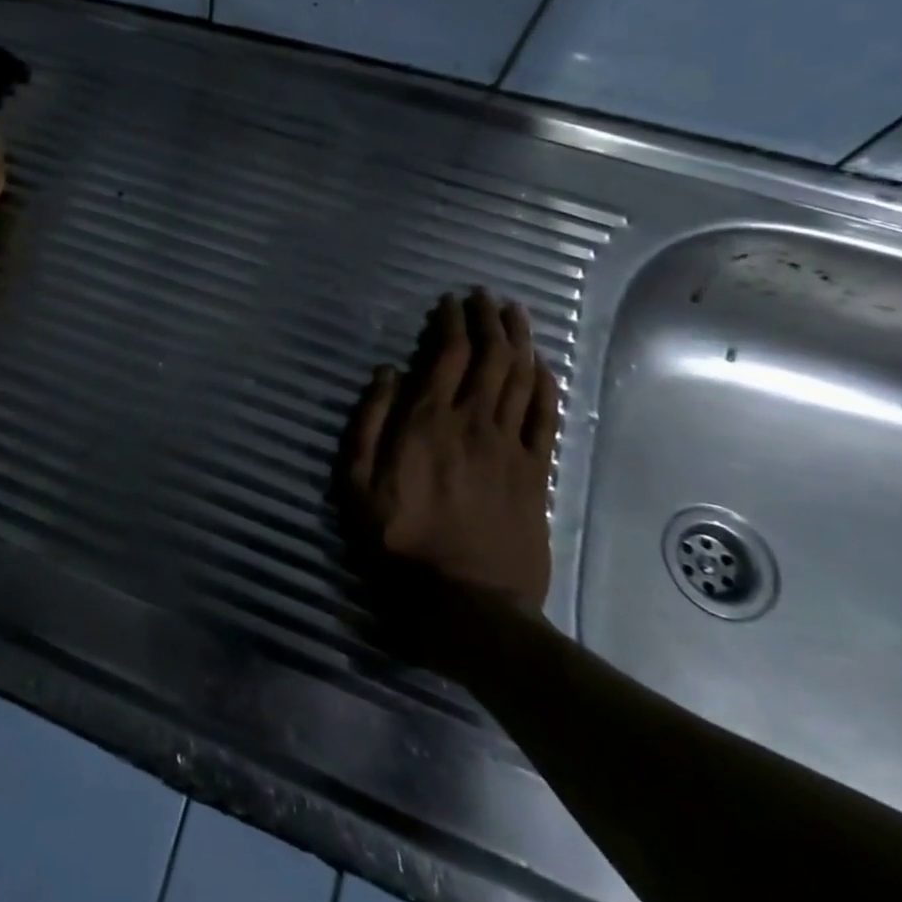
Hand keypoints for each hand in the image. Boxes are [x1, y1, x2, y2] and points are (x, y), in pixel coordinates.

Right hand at [341, 288, 559, 613]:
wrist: (466, 604)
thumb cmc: (398, 543)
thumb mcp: (355, 485)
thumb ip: (368, 423)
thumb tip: (385, 372)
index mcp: (427, 421)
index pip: (446, 354)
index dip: (451, 322)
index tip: (450, 302)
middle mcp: (473, 422)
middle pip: (490, 357)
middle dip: (489, 320)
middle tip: (486, 297)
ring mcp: (510, 446)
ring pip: (521, 378)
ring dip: (519, 341)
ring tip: (515, 314)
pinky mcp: (536, 473)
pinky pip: (546, 417)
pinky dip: (545, 384)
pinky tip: (541, 365)